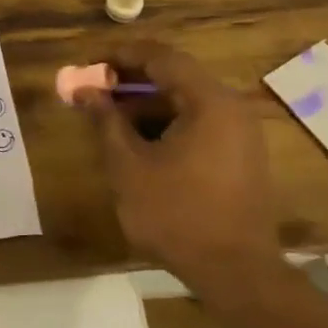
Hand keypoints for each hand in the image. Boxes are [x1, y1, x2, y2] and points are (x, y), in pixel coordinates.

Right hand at [84, 40, 279, 293]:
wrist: (235, 272)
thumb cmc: (176, 214)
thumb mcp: (129, 166)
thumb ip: (106, 121)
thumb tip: (85, 90)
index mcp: (209, 101)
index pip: (162, 57)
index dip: (121, 55)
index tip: (90, 63)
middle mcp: (232, 108)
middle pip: (177, 77)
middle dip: (132, 80)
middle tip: (95, 89)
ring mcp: (241, 134)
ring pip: (187, 103)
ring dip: (148, 104)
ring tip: (110, 117)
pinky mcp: (241, 158)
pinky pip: (200, 125)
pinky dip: (168, 124)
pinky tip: (140, 143)